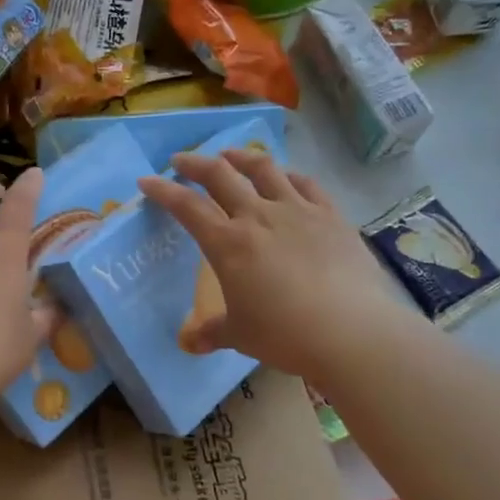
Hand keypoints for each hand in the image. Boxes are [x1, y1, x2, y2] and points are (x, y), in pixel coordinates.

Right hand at [139, 150, 407, 380]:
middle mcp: (259, 216)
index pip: (187, 207)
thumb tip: (191, 344)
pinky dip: (288, 175)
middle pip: (221, 175)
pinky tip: (285, 177)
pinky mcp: (331, 216)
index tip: (147, 181)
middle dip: (196, 164)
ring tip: (231, 155)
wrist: (352, 331)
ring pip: (264, 169)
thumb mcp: (240, 335)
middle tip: (182, 161)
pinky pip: (306, 183)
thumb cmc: (285, 334)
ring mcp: (298, 211)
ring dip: (241, 157)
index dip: (163, 191)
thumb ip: (212, 332)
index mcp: (228, 244)